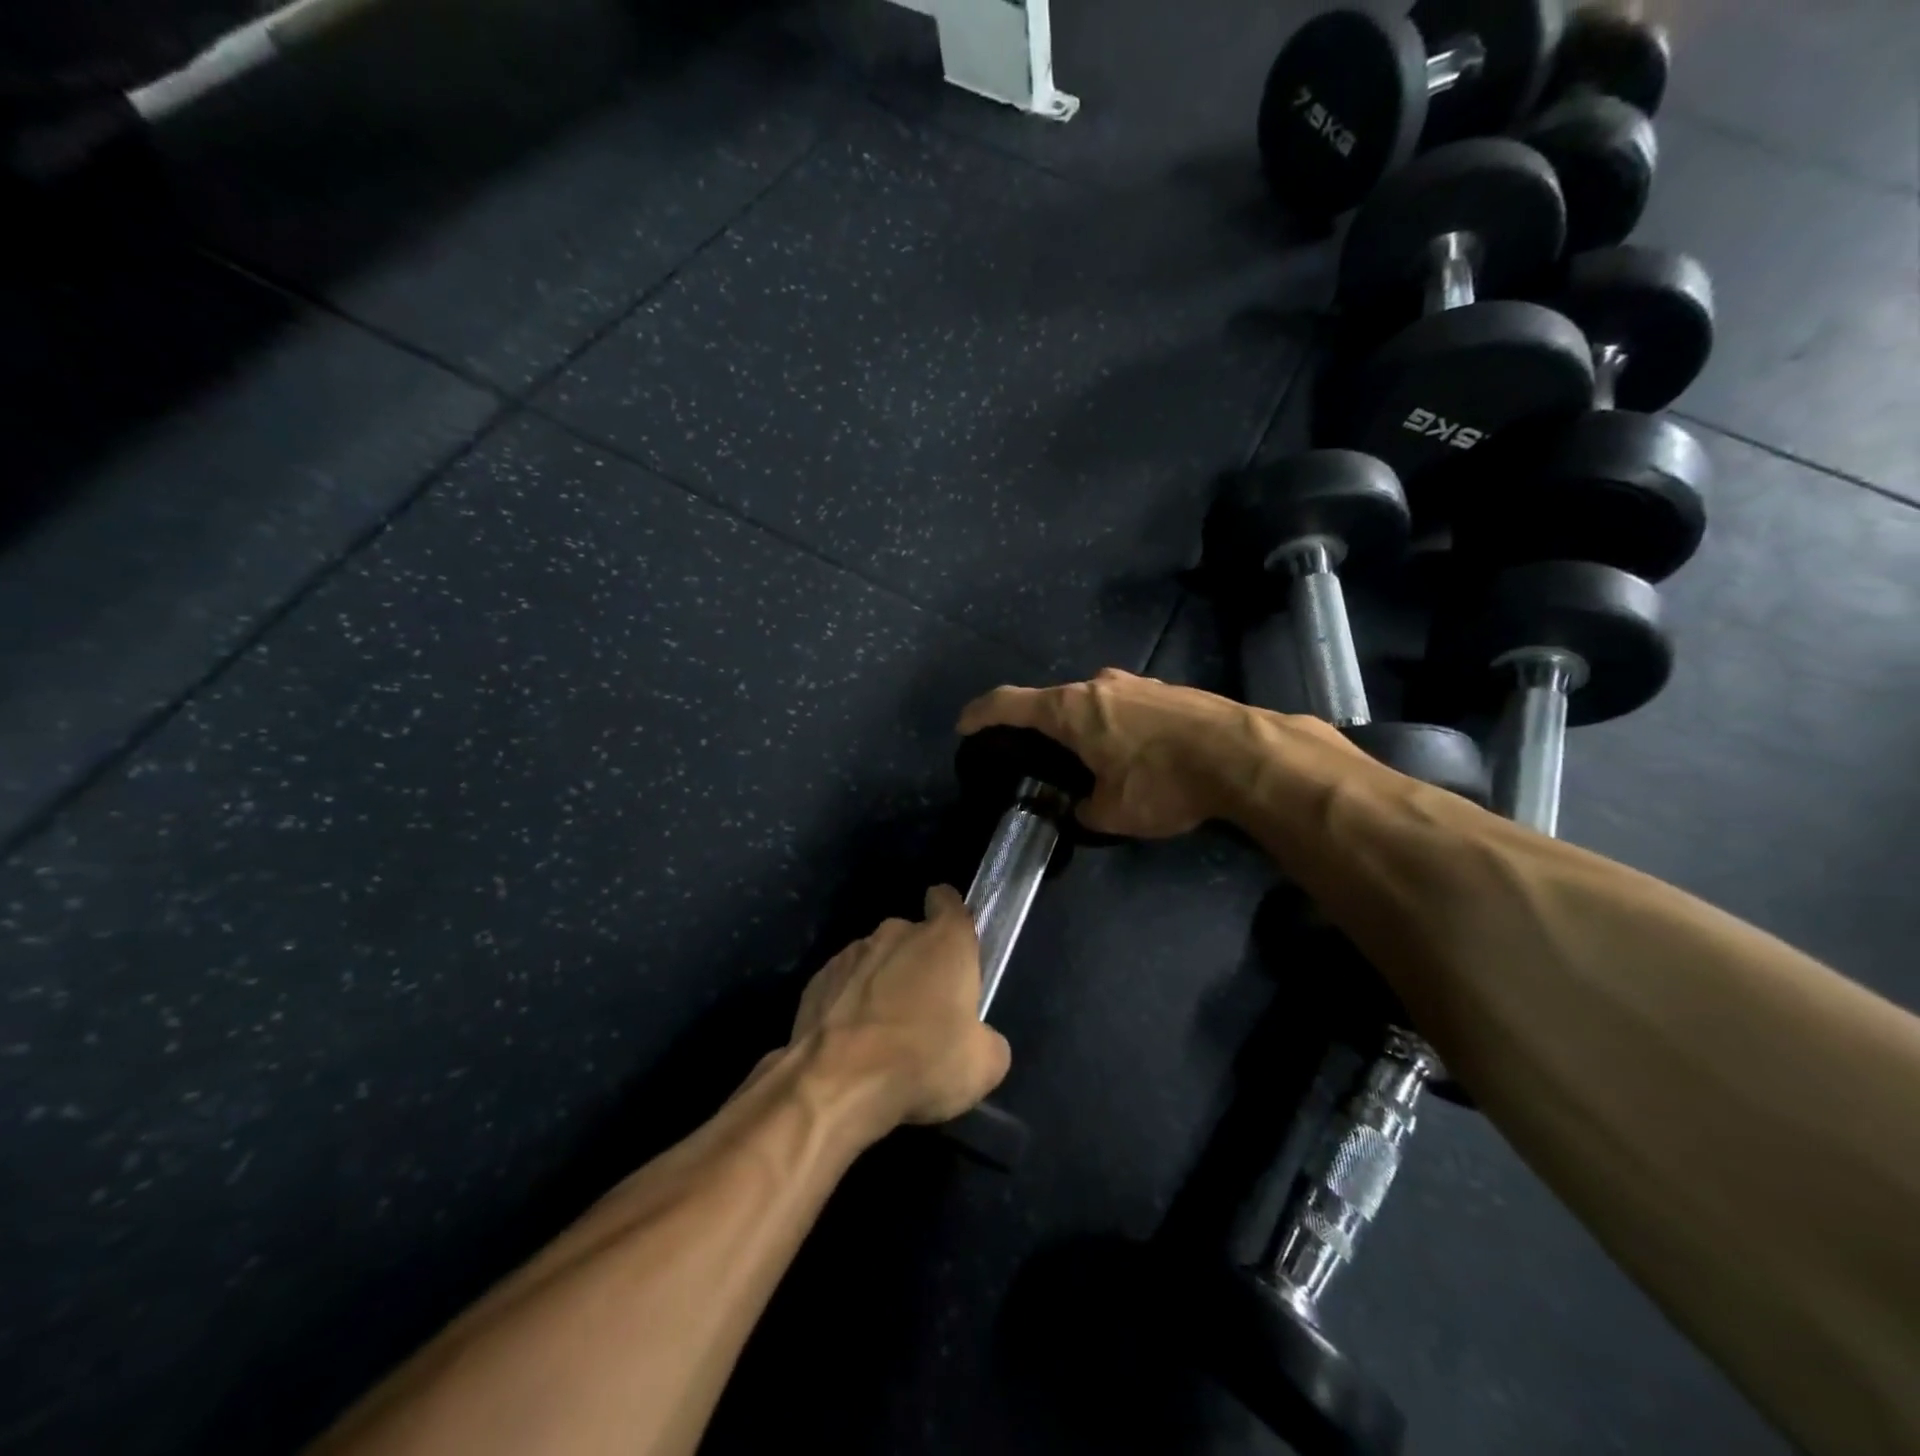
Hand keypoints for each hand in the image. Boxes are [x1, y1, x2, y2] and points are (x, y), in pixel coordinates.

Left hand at [787, 886, 1009, 1127]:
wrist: (836, 1083)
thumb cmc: (922, 1062)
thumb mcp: (982, 1066)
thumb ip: (987, 1041)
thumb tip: (979, 1041)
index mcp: (944, 941)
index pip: (949, 902)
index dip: (950, 912)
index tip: (952, 936)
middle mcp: (896, 933)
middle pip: (912, 937)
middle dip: (918, 964)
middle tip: (925, 1010)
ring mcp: (852, 953)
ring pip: (876, 961)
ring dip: (882, 984)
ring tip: (883, 1033)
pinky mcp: (818, 978)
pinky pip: (844, 984)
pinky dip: (849, 1004)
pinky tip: (852, 1042)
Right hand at [958, 668, 1362, 838]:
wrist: (1243, 754)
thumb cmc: (1164, 781)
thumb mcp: (1113, 813)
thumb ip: (1084, 811)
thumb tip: (1082, 808)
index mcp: (1071, 709)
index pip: (1008, 703)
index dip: (980, 714)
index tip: (964, 726)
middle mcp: (1098, 685)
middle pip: (1053, 701)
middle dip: (1040, 727)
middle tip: (1038, 757)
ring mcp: (1137, 682)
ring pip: (1093, 702)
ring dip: (1083, 726)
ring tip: (1091, 760)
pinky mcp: (1168, 690)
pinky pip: (1125, 706)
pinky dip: (1116, 725)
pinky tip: (1135, 754)